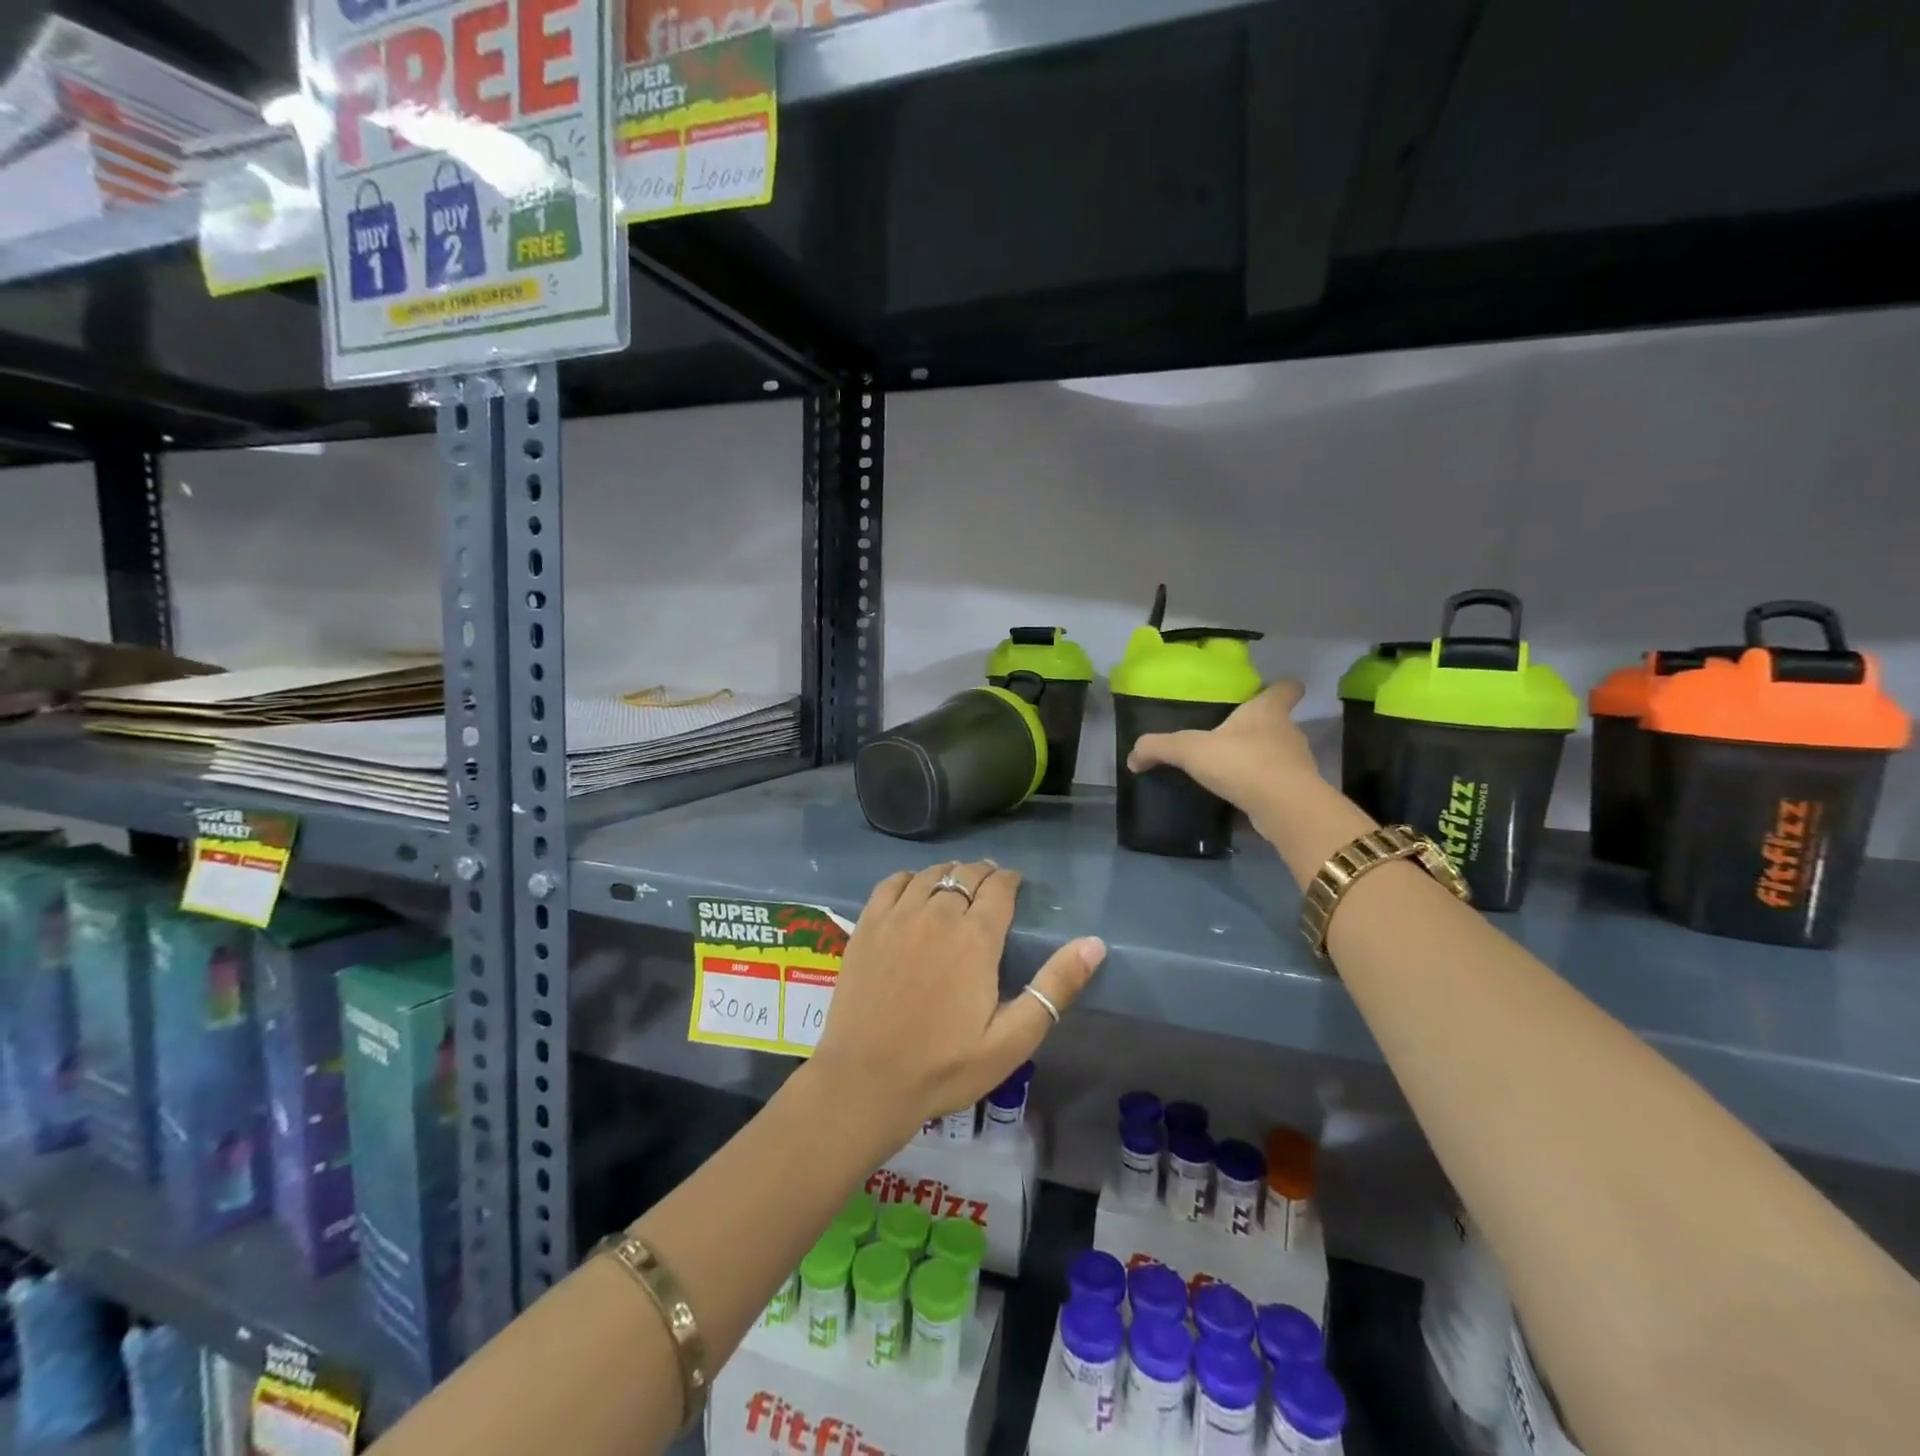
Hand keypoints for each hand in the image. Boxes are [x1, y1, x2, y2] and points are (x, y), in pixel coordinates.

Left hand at [808, 861, 1105, 1148]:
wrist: (865, 1082)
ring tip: (958, 883)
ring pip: (930, 874)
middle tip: (991, 885)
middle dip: (983, 874)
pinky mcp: (867, 926)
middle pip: (965, 875)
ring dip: (950, 873)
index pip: (999, 888)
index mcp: (975, 938)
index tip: (1016, 885)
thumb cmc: (944, 1067)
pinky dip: (910, 878)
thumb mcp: (1012, 1040)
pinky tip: (915, 889)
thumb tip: (1094, 943)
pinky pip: (891, 884)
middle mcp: (937, 914)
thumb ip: (1054, 988)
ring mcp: (897, 917)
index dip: (1010, 880)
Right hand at [1126, 679, 1321, 817]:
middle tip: (1230, 737)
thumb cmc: (1241, 762)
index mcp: (1267, 711)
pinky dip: (1260, 791)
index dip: (1280, 686)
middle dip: (1258, 730)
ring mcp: (1297, 764)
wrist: (1284, 807)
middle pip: (1279, 723)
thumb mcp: (1190, 750)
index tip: (1269, 690)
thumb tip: (1133, 756)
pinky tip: (1238, 800)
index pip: (1286, 688)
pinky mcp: (1297, 794)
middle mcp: (1288, 732)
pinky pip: (1276, 786)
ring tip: (1230, 772)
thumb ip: (1159, 748)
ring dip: (1259, 762)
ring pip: (1279, 756)